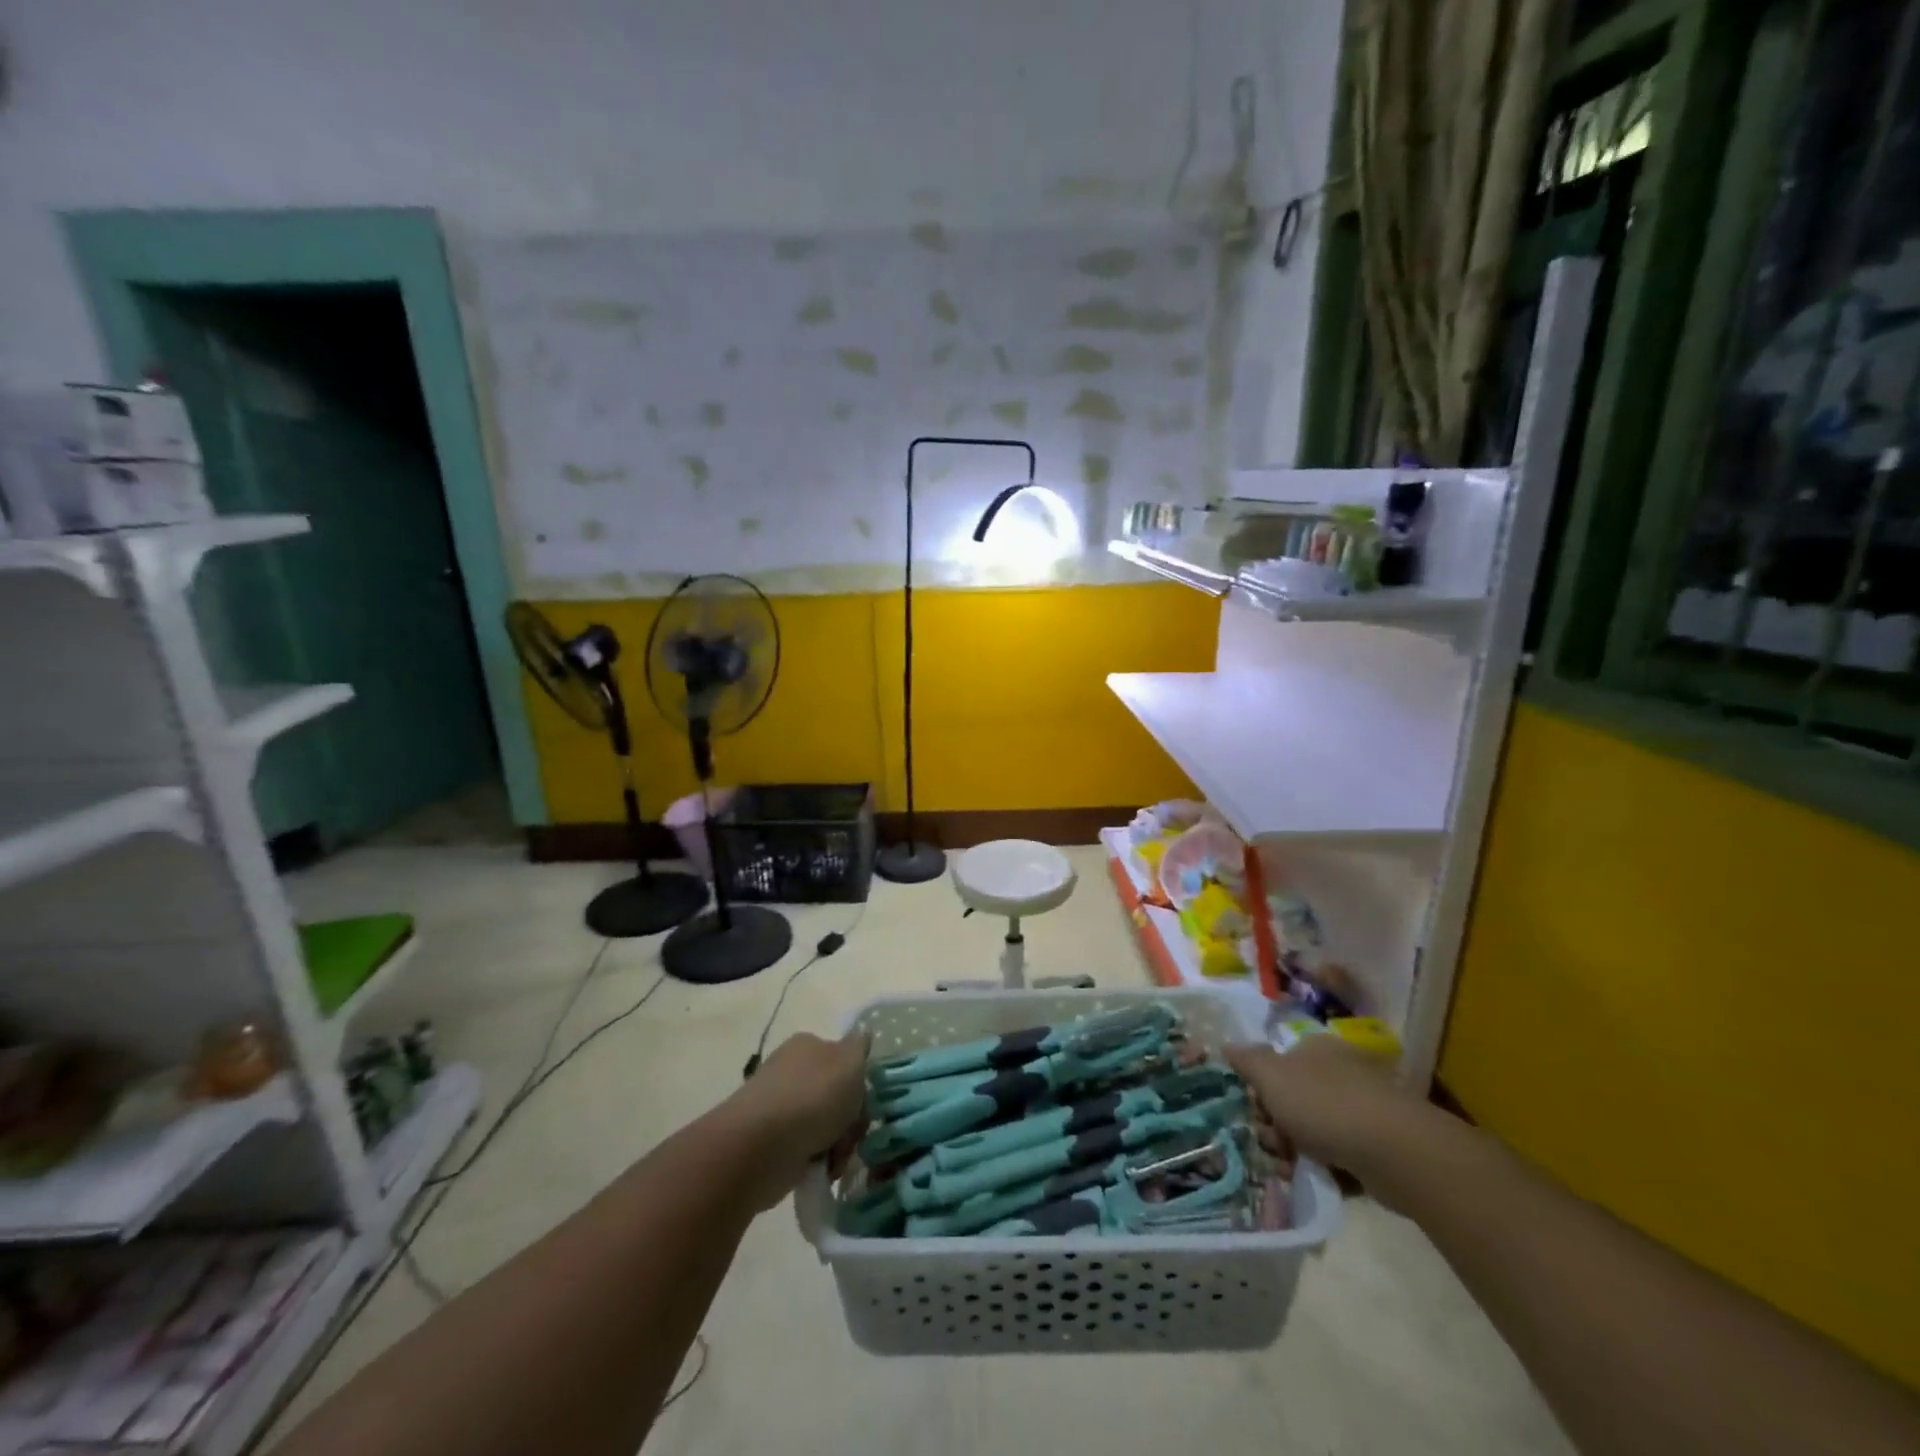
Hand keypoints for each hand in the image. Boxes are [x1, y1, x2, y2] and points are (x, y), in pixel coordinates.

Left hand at [720, 1031, 868, 1209]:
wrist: (762, 1146)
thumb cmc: (813, 1096)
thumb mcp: (850, 1062)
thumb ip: (860, 1046)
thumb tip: (862, 1035)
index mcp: (808, 1045)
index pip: (843, 1059)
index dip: (858, 1082)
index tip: (865, 1102)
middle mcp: (792, 1071)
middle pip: (837, 1095)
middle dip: (851, 1120)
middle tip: (853, 1135)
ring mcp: (780, 1107)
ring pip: (825, 1125)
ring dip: (838, 1144)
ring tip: (835, 1158)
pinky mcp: (771, 1143)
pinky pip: (807, 1150)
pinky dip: (817, 1161)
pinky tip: (820, 1170)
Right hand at [1226, 1035, 1419, 1185]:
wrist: (1394, 1150)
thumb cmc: (1323, 1104)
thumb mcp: (1271, 1077)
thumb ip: (1247, 1061)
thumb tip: (1227, 1045)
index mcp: (1315, 1048)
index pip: (1277, 1063)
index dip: (1260, 1089)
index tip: (1255, 1113)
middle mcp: (1340, 1070)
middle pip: (1294, 1097)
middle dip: (1276, 1124)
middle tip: (1273, 1145)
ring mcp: (1363, 1106)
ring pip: (1316, 1127)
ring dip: (1298, 1149)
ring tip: (1292, 1169)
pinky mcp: (1380, 1141)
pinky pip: (1342, 1151)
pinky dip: (1328, 1166)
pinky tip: (1320, 1178)